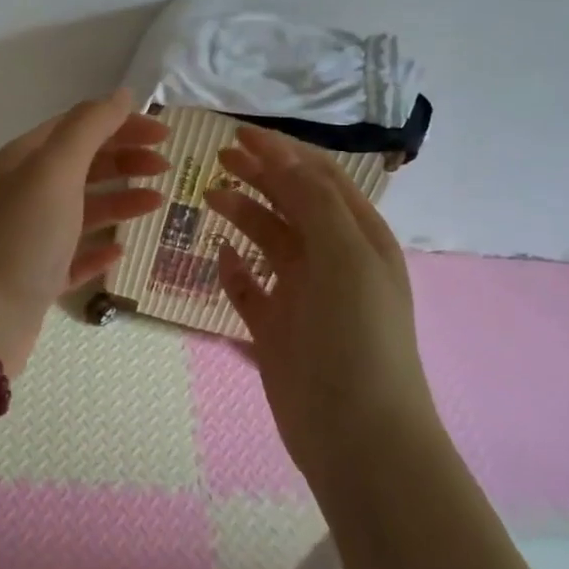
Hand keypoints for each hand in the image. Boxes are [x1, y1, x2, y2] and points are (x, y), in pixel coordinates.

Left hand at [0, 91, 168, 374]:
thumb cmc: (22, 238)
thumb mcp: (54, 171)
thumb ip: (89, 128)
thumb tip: (122, 94)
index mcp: (25, 160)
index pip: (79, 127)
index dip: (121, 124)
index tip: (164, 134)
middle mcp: (26, 192)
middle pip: (82, 165)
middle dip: (124, 159)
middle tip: (166, 167)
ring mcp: (31, 237)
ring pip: (82, 208)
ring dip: (120, 199)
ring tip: (157, 203)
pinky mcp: (38, 277)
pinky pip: (75, 255)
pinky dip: (99, 248)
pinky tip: (121, 249)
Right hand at [202, 125, 435, 486]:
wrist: (357, 434)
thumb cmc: (356, 336)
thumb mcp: (344, 257)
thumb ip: (314, 201)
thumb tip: (281, 157)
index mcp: (358, 238)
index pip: (318, 179)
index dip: (282, 152)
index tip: (238, 135)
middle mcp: (332, 260)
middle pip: (291, 204)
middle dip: (259, 176)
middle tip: (217, 159)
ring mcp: (303, 296)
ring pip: (268, 242)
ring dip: (243, 215)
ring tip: (209, 198)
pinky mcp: (277, 329)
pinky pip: (250, 289)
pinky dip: (235, 271)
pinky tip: (218, 258)